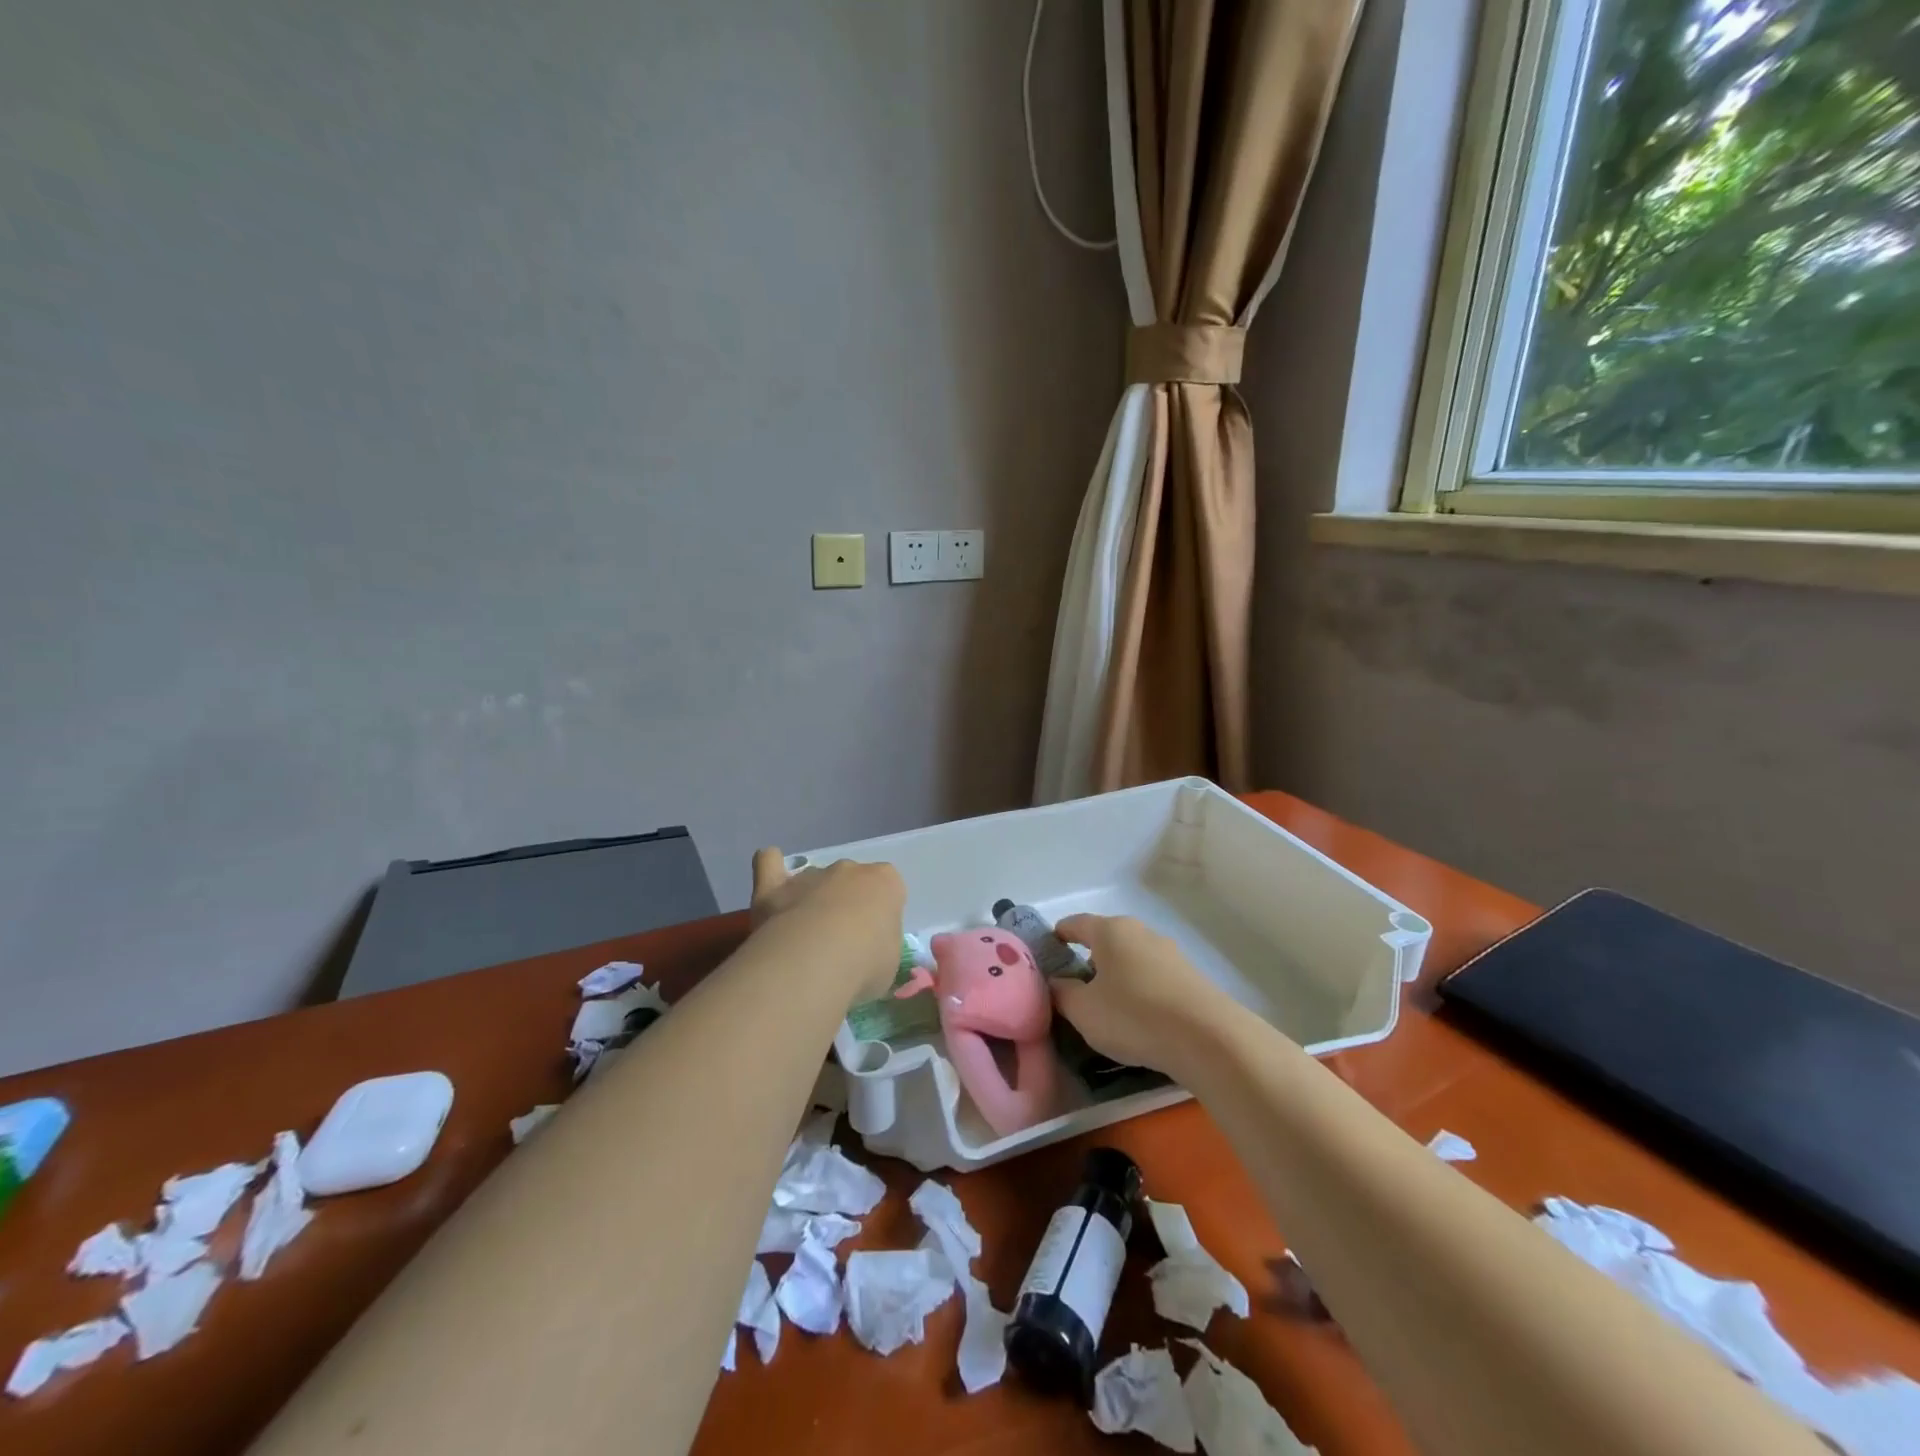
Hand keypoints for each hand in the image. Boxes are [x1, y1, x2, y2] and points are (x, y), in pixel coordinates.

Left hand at [750, 848, 905, 1004]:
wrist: (816, 960)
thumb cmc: (865, 963)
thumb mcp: (889, 963)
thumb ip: (879, 947)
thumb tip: (865, 954)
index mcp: (885, 883)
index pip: (888, 890)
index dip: (880, 916)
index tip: (873, 942)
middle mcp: (848, 870)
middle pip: (849, 882)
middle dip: (845, 906)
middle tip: (838, 945)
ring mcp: (810, 875)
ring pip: (813, 880)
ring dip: (811, 901)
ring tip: (803, 940)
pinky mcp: (774, 885)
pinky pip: (769, 862)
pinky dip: (770, 868)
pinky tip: (772, 890)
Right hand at [1050, 914, 1235, 1076]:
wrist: (1209, 1038)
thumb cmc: (1133, 1016)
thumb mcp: (1084, 1011)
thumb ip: (1063, 994)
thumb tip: (1057, 983)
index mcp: (1110, 931)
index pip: (1076, 923)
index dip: (1060, 934)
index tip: (1050, 949)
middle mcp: (1141, 932)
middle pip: (1107, 939)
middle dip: (1090, 958)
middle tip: (1077, 986)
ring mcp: (1170, 953)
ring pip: (1133, 958)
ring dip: (1119, 975)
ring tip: (1110, 1005)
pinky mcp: (1191, 977)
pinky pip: (1154, 977)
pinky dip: (1141, 989)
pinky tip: (1140, 1016)